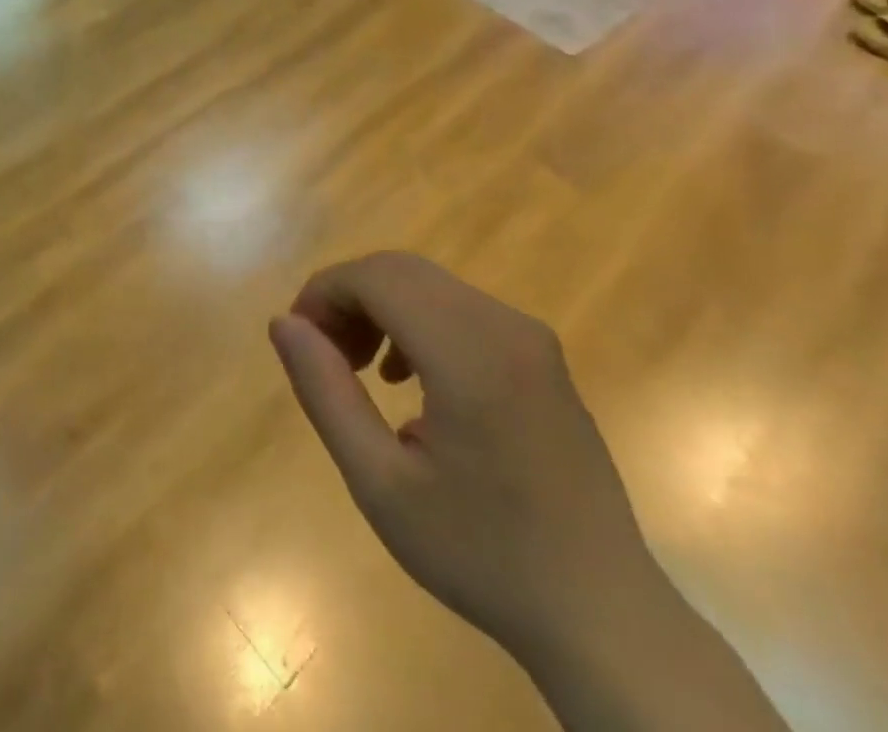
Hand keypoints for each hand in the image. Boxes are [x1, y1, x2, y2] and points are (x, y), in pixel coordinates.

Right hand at [268, 254, 659, 660]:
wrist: (604, 617)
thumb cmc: (482, 554)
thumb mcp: (380, 482)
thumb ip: (325, 392)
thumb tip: (283, 323)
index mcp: (469, 353)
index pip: (375, 277)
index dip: (323, 293)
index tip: (298, 340)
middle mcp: (504, 326)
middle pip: (400, 271)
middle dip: (347, 297)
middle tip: (320, 354)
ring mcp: (530, 337)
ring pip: (427, 285)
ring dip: (378, 307)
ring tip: (354, 367)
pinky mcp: (540, 355)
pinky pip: (459, 308)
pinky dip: (415, 320)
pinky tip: (404, 378)